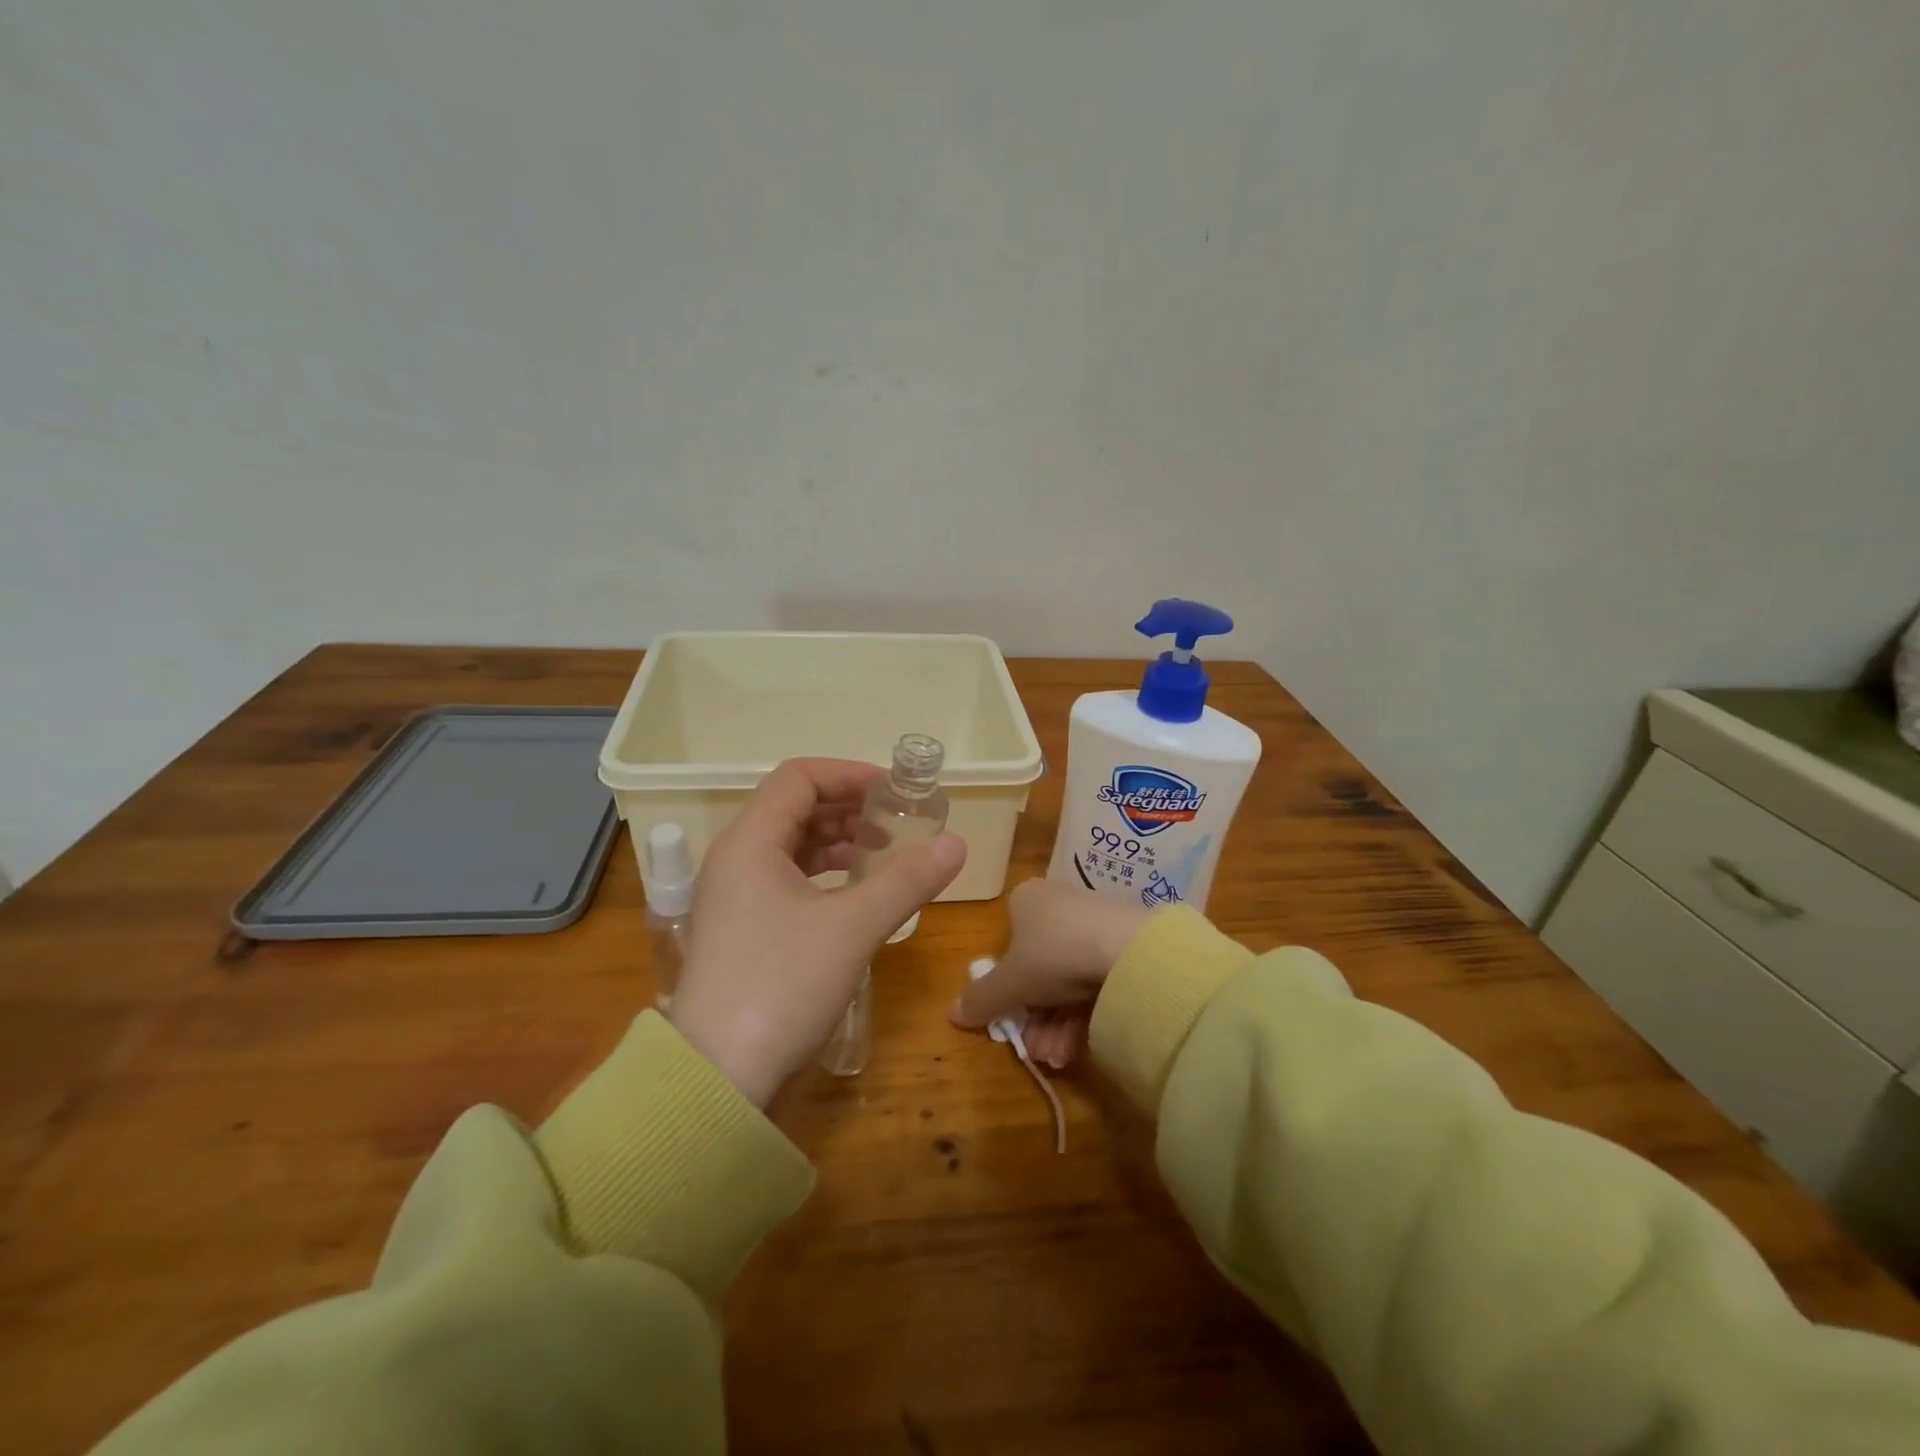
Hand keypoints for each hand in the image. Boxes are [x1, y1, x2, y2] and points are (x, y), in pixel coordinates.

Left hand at [668, 758, 966, 1104]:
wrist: (716, 1076)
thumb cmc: (782, 985)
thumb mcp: (853, 927)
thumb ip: (907, 879)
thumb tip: (956, 843)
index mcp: (751, 841)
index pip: (799, 777)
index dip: (850, 775)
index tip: (894, 793)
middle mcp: (736, 857)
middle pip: (795, 807)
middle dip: (849, 808)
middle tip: (897, 825)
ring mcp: (734, 894)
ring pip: (791, 844)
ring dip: (839, 840)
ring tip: (883, 856)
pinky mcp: (742, 926)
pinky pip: (786, 877)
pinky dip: (824, 873)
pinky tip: (854, 893)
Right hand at [950, 879, 1153, 1067]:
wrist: (1130, 952)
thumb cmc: (1054, 954)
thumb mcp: (1008, 982)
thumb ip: (980, 998)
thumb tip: (951, 1013)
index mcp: (1027, 900)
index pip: (1008, 941)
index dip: (1005, 983)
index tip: (1008, 1017)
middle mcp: (1059, 906)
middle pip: (1037, 968)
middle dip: (1034, 1016)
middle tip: (1034, 1048)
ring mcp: (1094, 926)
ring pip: (1066, 981)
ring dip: (1055, 1025)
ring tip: (1056, 1056)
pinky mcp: (1123, 948)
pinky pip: (1094, 983)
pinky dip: (1082, 1017)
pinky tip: (1076, 1048)